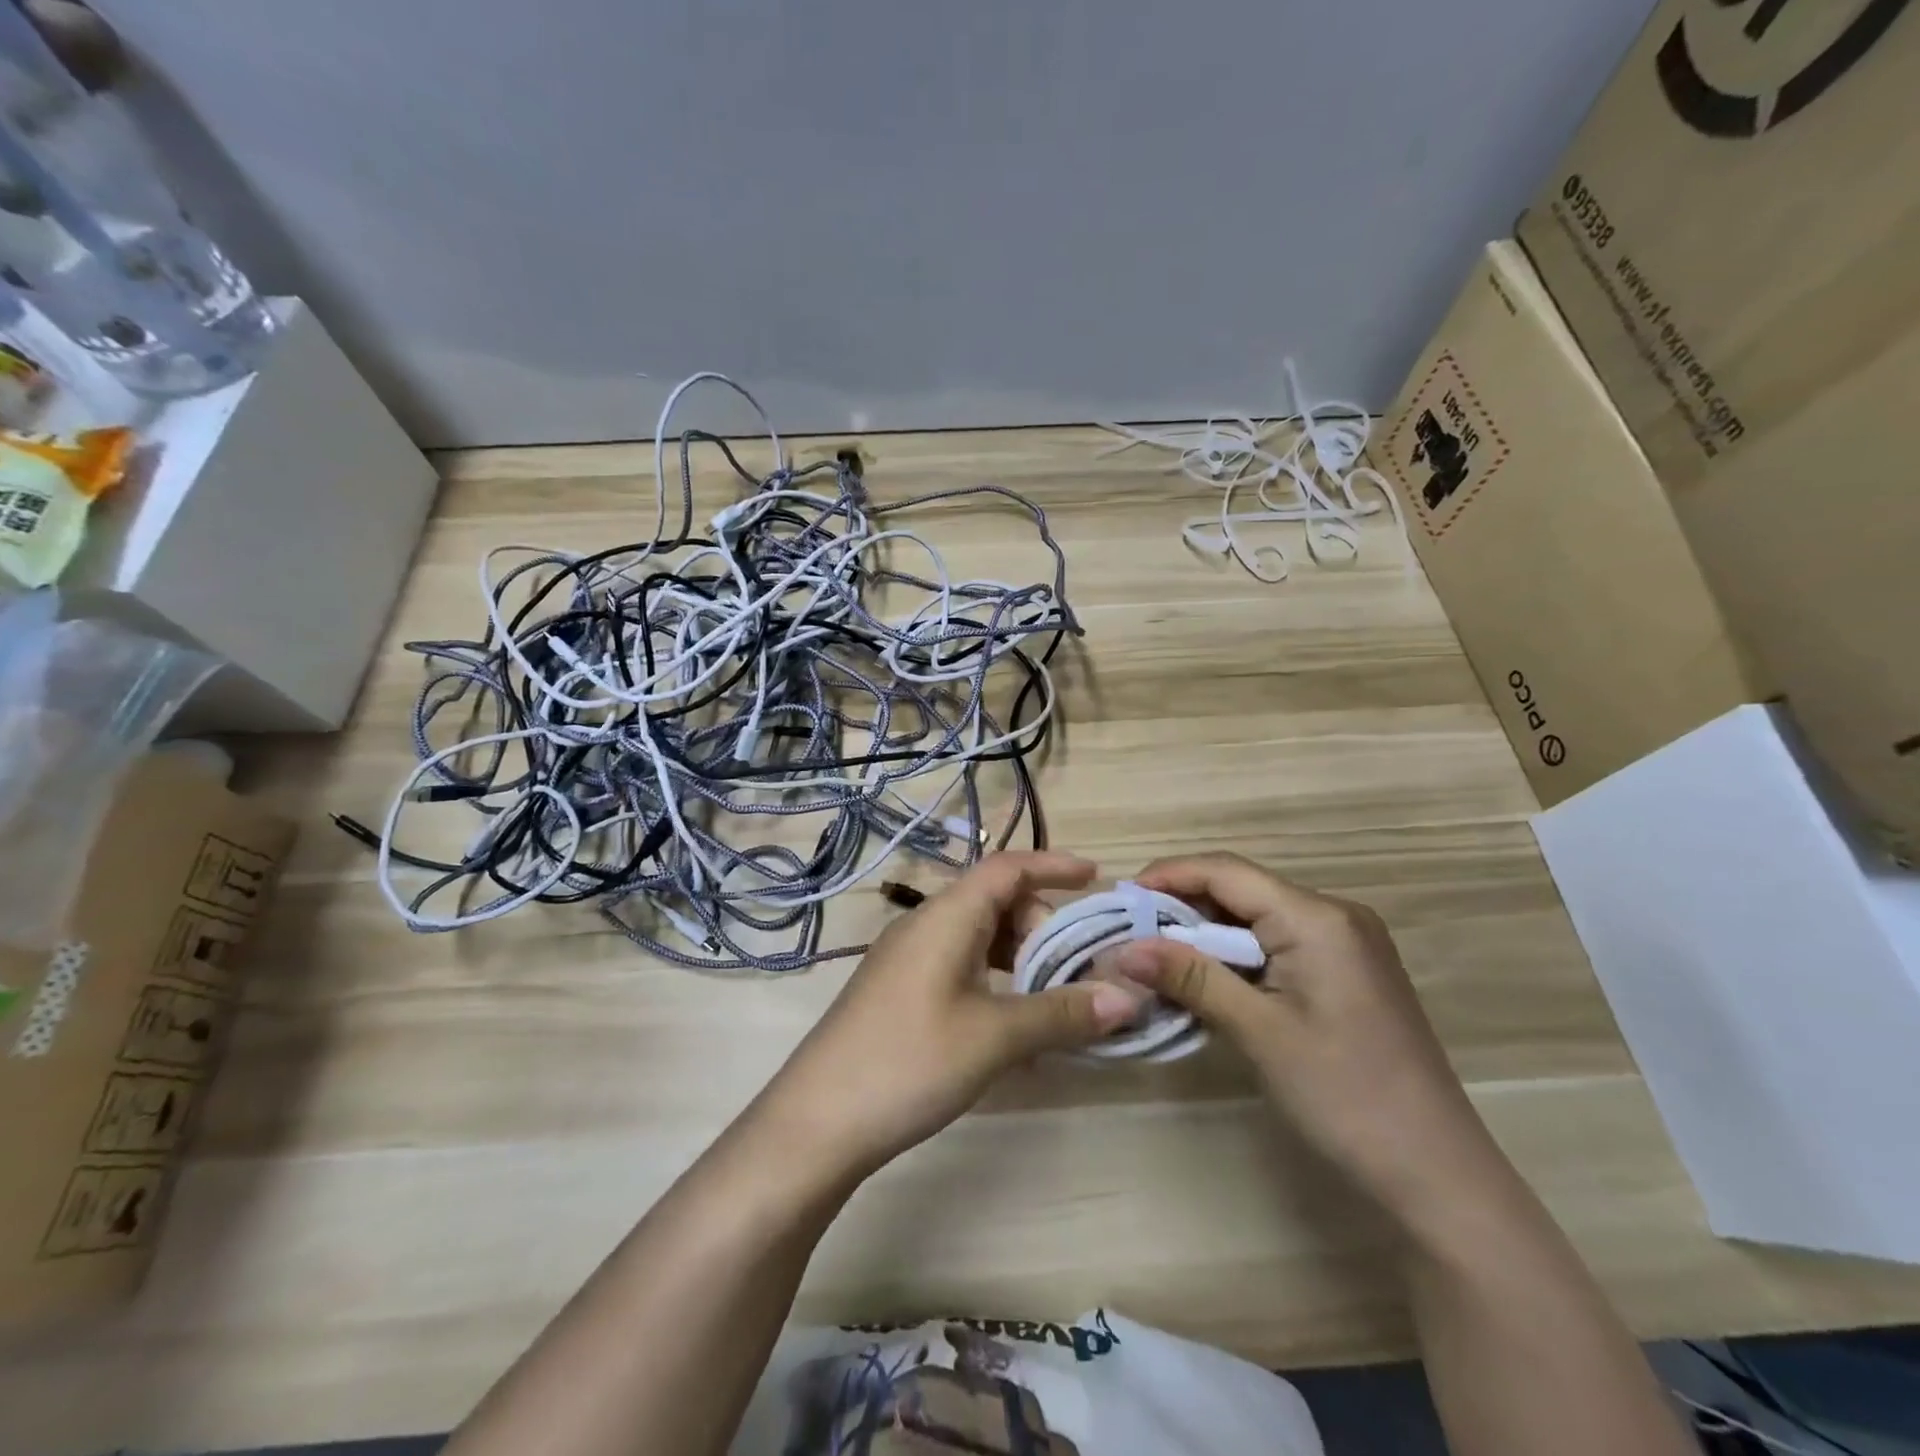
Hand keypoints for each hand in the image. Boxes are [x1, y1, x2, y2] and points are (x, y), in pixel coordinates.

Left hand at [755, 852, 1145, 1179]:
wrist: (816, 1121)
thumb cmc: (910, 1061)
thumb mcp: (995, 1037)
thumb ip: (1062, 1013)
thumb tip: (1130, 997)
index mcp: (947, 916)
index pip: (1007, 868)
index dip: (1053, 866)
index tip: (1097, 878)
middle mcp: (926, 925)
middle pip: (996, 903)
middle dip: (1044, 927)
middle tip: (1080, 969)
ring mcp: (908, 958)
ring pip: (979, 938)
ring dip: (1021, 959)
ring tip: (1055, 999)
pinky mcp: (900, 991)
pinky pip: (960, 966)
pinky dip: (995, 982)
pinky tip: (1013, 1028)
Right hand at [1114, 853, 1507, 1233]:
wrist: (1437, 1175)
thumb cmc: (1345, 1096)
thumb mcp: (1259, 1032)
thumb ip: (1192, 977)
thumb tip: (1124, 947)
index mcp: (1317, 917)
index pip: (1226, 871)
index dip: (1168, 876)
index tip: (1120, 900)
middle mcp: (1334, 915)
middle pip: (1240, 889)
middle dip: (1182, 907)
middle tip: (1130, 935)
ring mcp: (1344, 944)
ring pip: (1256, 917)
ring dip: (1205, 934)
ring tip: (1156, 958)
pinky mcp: (1345, 972)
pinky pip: (1276, 944)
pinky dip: (1235, 957)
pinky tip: (1205, 981)